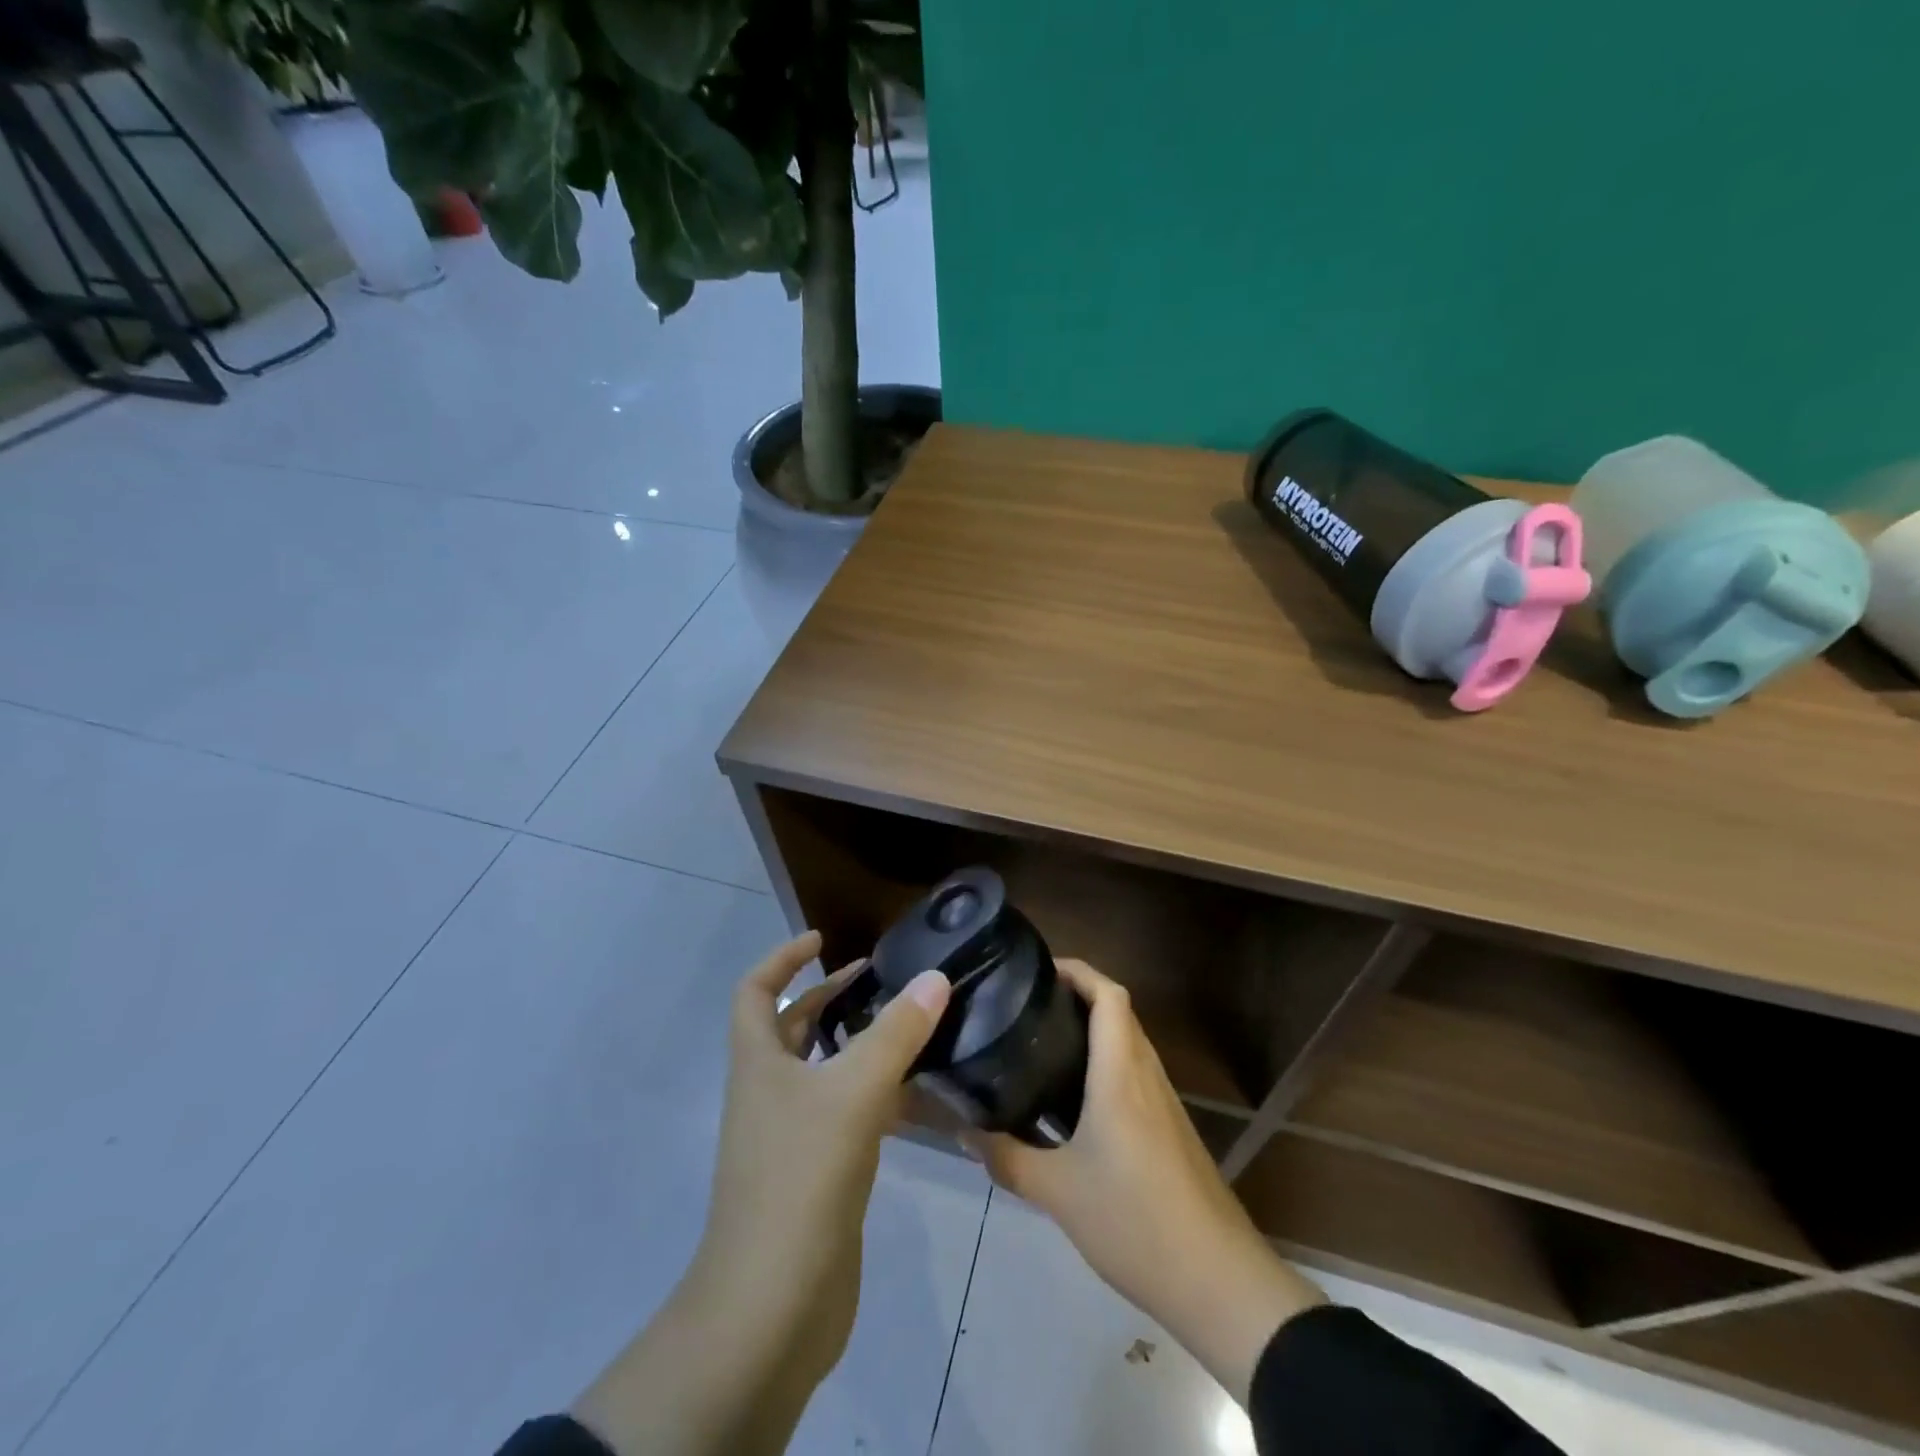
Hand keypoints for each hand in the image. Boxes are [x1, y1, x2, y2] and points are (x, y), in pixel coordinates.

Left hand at [574, 932, 949, 1455]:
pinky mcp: (817, 1174)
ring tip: (912, 1028)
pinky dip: (878, 1097)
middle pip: (794, 1028)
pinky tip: (920, 1096)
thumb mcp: (853, 1093)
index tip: (821, 939)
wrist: (773, 1304)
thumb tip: (935, 977)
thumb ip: (896, 1034)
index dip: (783, 958)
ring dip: (860, 1046)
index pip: (757, 990)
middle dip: (831, 998)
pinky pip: (847, 1116)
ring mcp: (791, 1136)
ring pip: (825, 1072)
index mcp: (758, 1062)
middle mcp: (768, 1092)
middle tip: (881, 981)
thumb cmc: (800, 1177)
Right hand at [966, 959, 1323, 1403]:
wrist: (1218, 1280)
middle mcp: (1146, 1075)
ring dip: (1095, 1029)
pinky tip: (1077, 1098)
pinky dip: (1107, 1063)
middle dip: (1079, 995)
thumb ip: (1007, 1159)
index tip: (1040, 968)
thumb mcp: (1058, 1193)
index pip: (1109, 995)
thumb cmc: (1135, 1221)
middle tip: (1030, 1004)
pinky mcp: (1172, 1129)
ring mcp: (1165, 1102)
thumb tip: (964, 1132)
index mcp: (1120, 1074)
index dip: (1078, 970)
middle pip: (1119, 1012)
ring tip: (1045, 1042)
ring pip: (1129, 1043)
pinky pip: (1136, 1074)